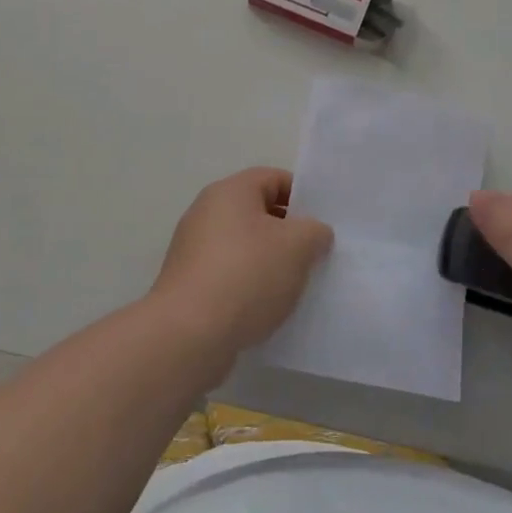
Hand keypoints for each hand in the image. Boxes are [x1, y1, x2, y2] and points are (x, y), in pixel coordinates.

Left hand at [148, 167, 333, 356]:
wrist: (189, 334)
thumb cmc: (247, 275)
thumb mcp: (298, 246)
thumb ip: (315, 231)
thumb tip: (314, 233)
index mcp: (230, 191)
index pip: (274, 178)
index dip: (302, 196)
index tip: (322, 224)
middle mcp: (206, 212)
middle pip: (257, 212)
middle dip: (288, 232)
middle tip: (314, 255)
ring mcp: (194, 249)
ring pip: (244, 245)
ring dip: (270, 262)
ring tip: (294, 286)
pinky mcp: (189, 283)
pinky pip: (229, 274)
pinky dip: (249, 285)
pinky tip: (266, 308)